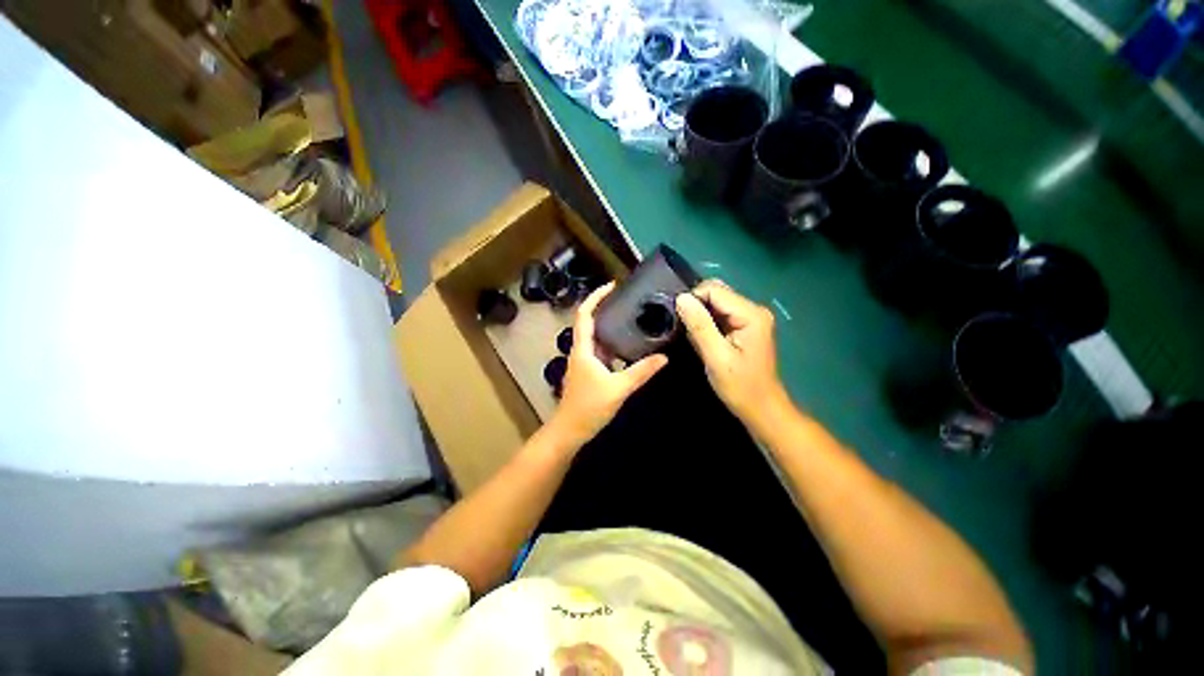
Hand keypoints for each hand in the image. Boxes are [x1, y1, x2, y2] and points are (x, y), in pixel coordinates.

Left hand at [549, 282, 668, 447]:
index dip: (595, 297)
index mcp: (583, 349)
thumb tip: (664, 357)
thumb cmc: (589, 407)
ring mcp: (584, 362)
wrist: (569, 431)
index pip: (584, 315)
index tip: (612, 286)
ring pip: (596, 338)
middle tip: (628, 301)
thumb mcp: (618, 389)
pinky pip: (601, 351)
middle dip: (606, 309)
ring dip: (610, 327)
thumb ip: (641, 372)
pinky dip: (613, 345)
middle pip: (590, 322)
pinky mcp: (588, 372)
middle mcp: (581, 351)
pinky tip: (628, 347)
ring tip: (632, 319)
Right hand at [675, 280, 786, 426]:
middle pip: (716, 292)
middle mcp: (753, 309)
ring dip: (700, 314)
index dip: (692, 300)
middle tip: (685, 328)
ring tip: (693, 335)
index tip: (679, 320)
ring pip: (716, 302)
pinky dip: (706, 322)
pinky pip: (719, 313)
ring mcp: (750, 317)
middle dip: (696, 306)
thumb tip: (681, 298)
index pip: (714, 290)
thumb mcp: (716, 357)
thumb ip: (699, 326)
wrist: (761, 408)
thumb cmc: (740, 386)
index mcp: (751, 314)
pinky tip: (702, 338)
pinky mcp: (744, 325)